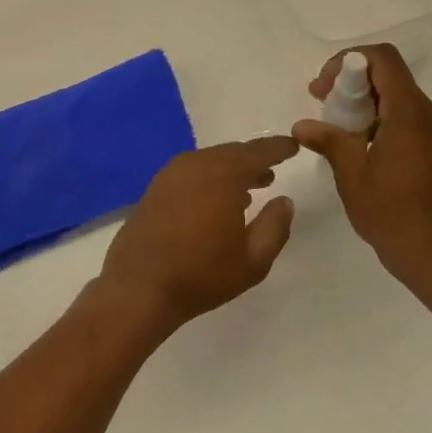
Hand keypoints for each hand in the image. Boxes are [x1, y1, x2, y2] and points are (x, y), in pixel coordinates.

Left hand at [96, 138, 299, 331]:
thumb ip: (275, 227)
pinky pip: (191, 172)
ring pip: (210, 161)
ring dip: (231, 170)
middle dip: (254, 160)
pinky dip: (209, 178)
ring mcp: (170, 174)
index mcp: (223, 175)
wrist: (138, 286)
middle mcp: (196, 165)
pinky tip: (216, 200)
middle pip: (232, 153)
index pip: (258, 152)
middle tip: (272, 171)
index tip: (293, 146)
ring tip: (250, 188)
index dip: (278, 148)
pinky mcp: (155, 188)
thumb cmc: (201, 275)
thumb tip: (284, 201)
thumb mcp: (253, 260)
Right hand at [292, 44, 431, 288]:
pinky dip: (379, 116)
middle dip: (351, 80)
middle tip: (322, 103)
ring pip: (397, 95)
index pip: (383, 59)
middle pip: (389, 74)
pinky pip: (406, 115)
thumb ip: (329, 140)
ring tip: (335, 126)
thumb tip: (302, 125)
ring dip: (364, 100)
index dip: (348, 61)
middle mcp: (430, 114)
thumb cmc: (391, 213)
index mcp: (410, 114)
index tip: (324, 87)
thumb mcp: (351, 175)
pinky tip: (358, 143)